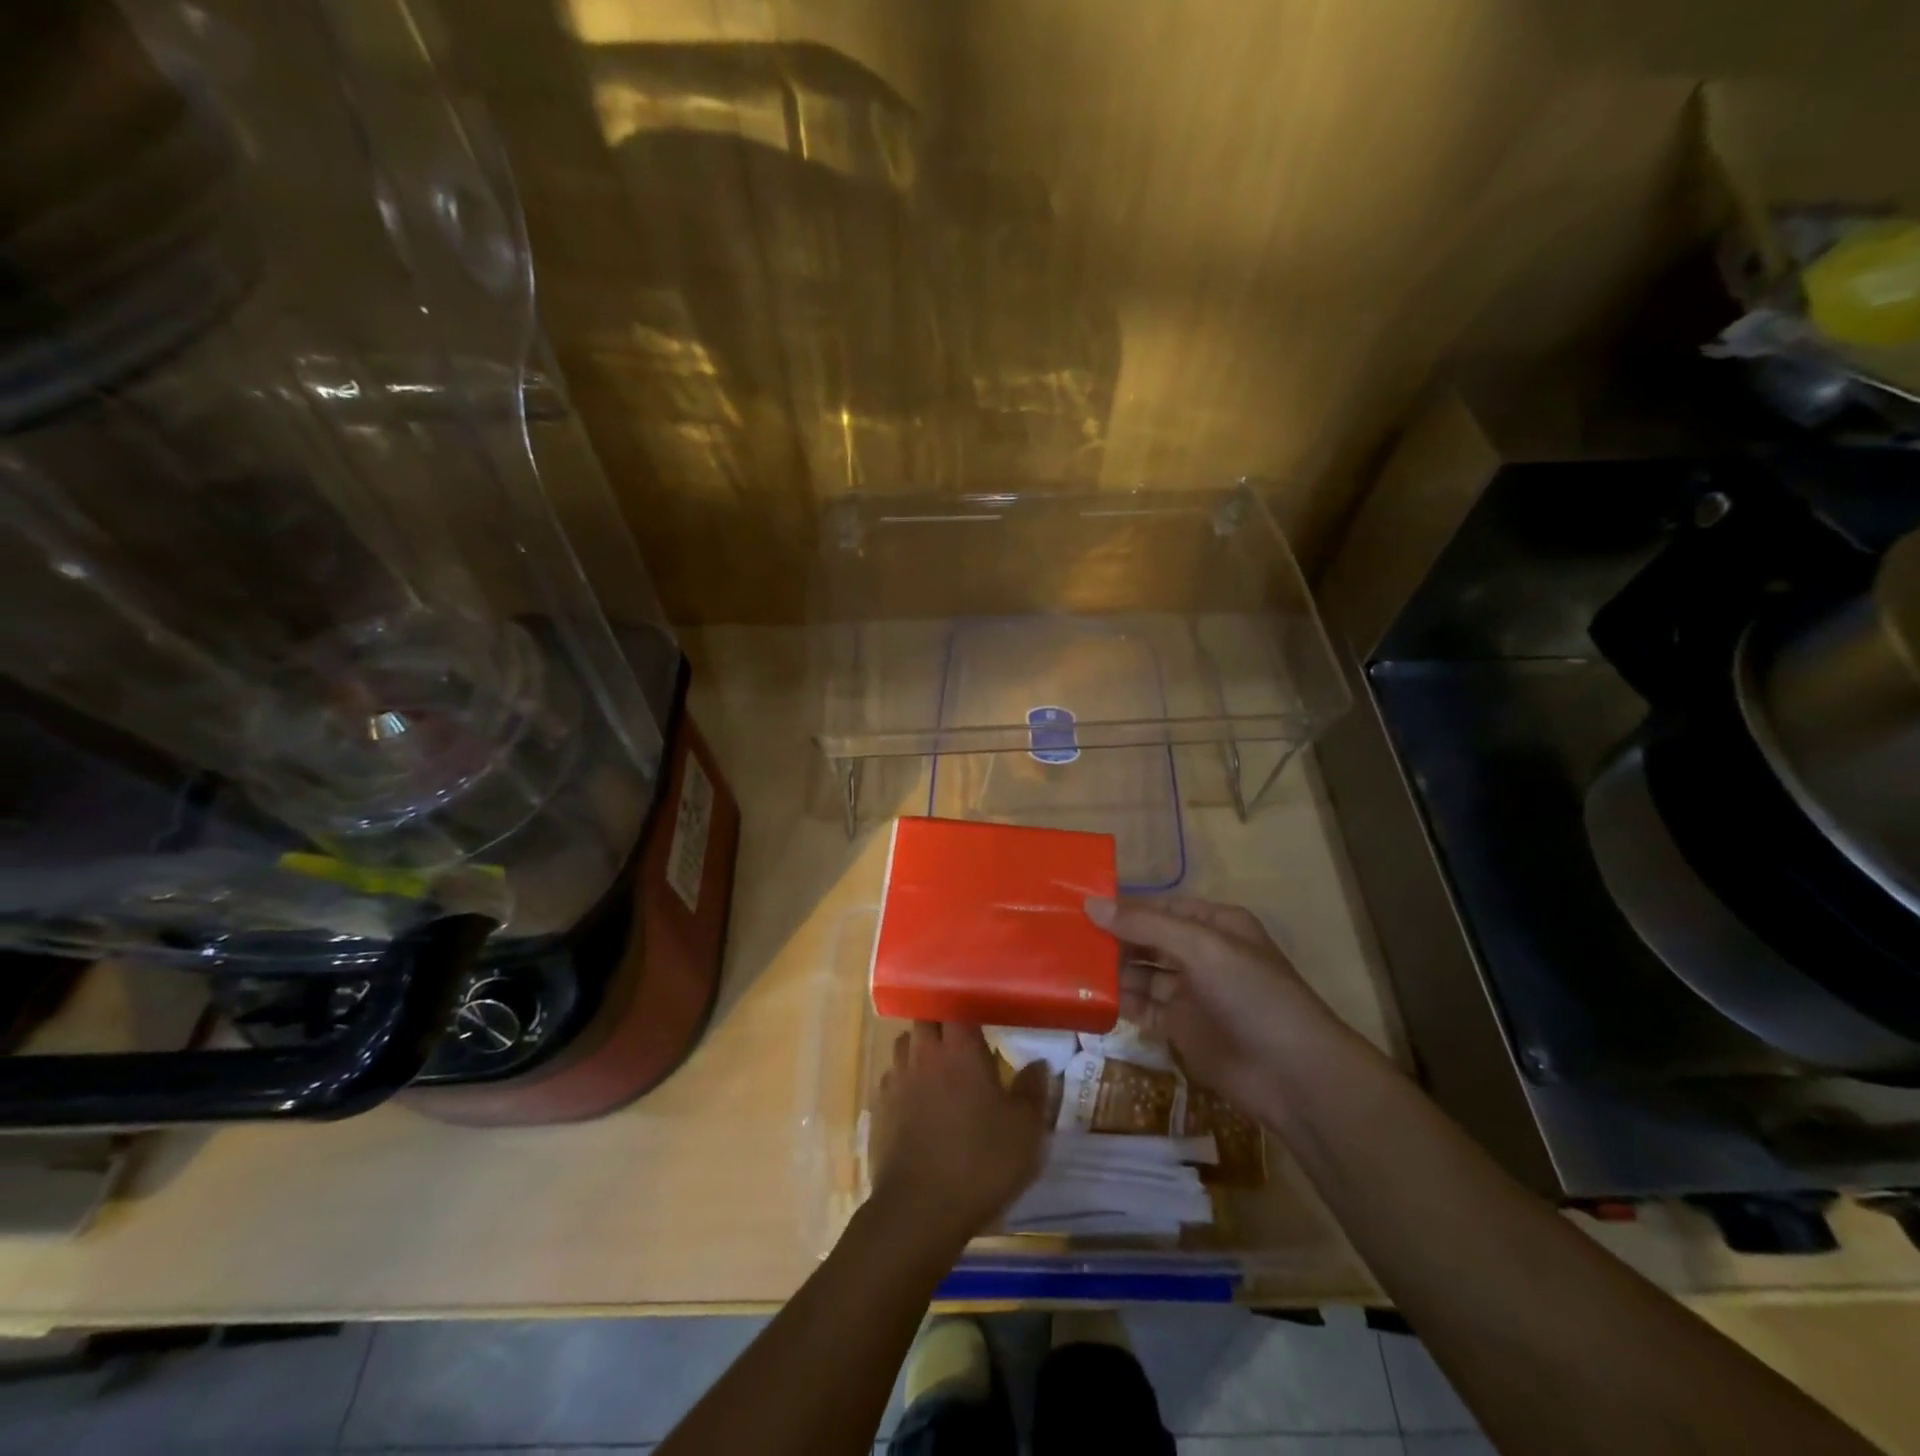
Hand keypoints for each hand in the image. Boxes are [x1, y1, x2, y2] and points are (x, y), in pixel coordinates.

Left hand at [869, 1023, 1049, 1247]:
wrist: (920, 1209)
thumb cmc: (981, 1162)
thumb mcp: (1024, 1130)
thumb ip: (1032, 1090)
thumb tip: (1038, 1063)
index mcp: (959, 1049)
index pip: (958, 1009)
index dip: (969, 1009)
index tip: (983, 1019)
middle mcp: (923, 1054)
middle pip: (926, 1020)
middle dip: (941, 1024)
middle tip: (961, 1042)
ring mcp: (896, 1079)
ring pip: (904, 1045)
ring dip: (919, 1048)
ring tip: (937, 1067)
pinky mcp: (878, 1108)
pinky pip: (890, 1078)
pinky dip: (903, 1080)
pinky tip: (916, 1101)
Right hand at [1086, 894, 1358, 1118]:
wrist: (1293, 1075)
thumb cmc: (1252, 995)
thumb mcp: (1201, 948)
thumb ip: (1145, 926)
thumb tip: (1091, 904)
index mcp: (1214, 924)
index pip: (1159, 907)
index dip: (1122, 905)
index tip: (1077, 903)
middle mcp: (1200, 953)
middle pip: (1146, 939)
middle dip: (1111, 937)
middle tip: (1062, 934)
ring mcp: (1190, 992)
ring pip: (1140, 973)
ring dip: (1110, 968)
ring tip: (1065, 962)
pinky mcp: (1180, 1028)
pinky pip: (1141, 1007)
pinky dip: (1117, 1000)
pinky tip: (1085, 994)